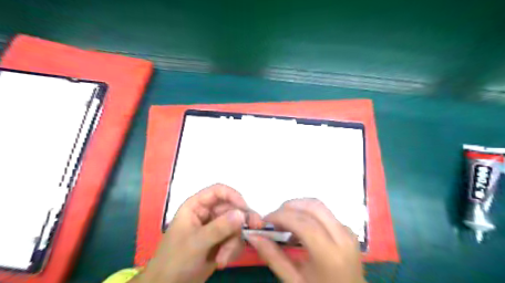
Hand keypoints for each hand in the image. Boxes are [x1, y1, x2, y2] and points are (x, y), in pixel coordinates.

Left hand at [132, 184, 259, 282]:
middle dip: (240, 224)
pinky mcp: (221, 241)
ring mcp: (215, 227)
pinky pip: (235, 239)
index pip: (219, 191)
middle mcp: (208, 213)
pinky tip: (222, 261)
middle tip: (254, 231)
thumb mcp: (196, 243)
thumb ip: (219, 228)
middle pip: (232, 209)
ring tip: (223, 259)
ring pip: (236, 226)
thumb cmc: (175, 260)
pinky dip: (233, 250)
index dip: (233, 196)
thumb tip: (242, 214)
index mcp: (197, 206)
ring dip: (233, 242)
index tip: (245, 210)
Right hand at [247, 199, 364, 282]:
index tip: (265, 221)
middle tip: (274, 219)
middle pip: (313, 206)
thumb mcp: (294, 281)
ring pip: (320, 206)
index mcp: (330, 255)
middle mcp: (343, 238)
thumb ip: (273, 257)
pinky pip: (325, 213)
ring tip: (285, 223)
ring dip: (299, 207)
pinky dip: (308, 213)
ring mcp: (348, 232)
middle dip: (289, 206)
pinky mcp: (348, 230)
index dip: (281, 216)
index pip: (304, 223)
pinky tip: (300, 228)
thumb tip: (254, 236)